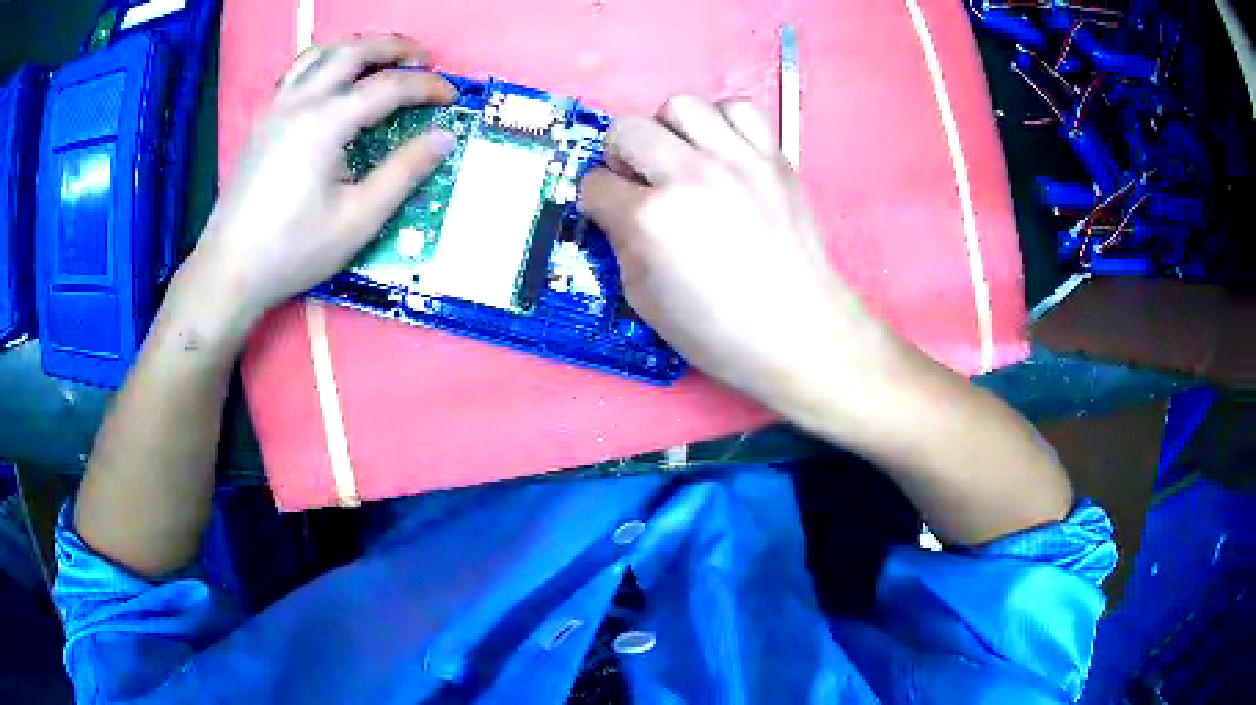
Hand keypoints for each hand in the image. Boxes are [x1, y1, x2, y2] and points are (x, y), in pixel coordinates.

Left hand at [186, 35, 456, 324]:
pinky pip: (297, 72)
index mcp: (326, 122)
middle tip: (424, 60)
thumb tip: (444, 139)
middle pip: (354, 51)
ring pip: (321, 53)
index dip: (426, 87)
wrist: (229, 270)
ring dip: (357, 48)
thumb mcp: (358, 219)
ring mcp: (275, 108)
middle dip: (395, 47)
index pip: (388, 86)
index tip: (452, 96)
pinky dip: (325, 63)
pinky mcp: (261, 122)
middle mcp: (300, 101)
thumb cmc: (293, 250)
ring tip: (380, 61)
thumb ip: (404, 173)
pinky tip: (333, 84)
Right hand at [580, 97, 885, 409]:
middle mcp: (690, 176)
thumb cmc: (718, 331)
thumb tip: (619, 209)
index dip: (596, 200)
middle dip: (620, 156)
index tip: (609, 212)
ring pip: (681, 105)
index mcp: (652, 219)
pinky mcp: (775, 157)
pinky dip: (722, 123)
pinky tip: (724, 152)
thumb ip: (622, 243)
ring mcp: (738, 160)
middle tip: (641, 182)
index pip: (595, 183)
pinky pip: (739, 109)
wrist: (799, 332)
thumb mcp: (644, 300)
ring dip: (669, 130)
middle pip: (627, 129)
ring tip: (683, 159)